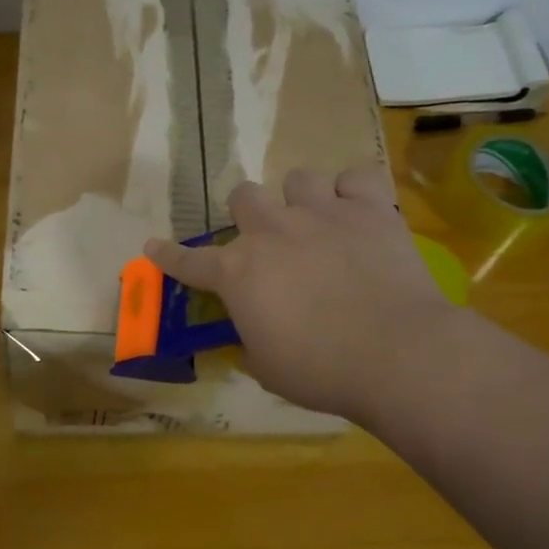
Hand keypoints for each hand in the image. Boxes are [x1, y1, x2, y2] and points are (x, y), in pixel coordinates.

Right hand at [144, 165, 456, 422]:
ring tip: (317, 222)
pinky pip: (356, 177)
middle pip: (244, 196)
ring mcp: (322, 213)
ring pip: (298, 177)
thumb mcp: (267, 367)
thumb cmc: (320, 371)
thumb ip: (252, 340)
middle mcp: (272, 231)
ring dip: (301, 199)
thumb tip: (254, 333)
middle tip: (266, 239)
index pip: (190, 261)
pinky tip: (358, 211)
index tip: (154, 247)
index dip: (169, 256)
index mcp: (238, 273)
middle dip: (249, 214)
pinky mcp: (370, 209)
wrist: (395, 353)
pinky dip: (354, 192)